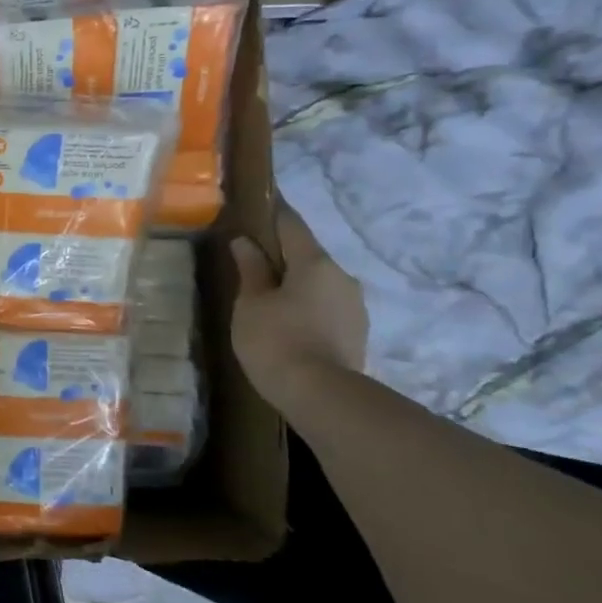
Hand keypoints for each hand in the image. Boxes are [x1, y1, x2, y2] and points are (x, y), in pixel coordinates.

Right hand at [230, 198, 367, 406]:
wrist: (321, 396)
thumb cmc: (276, 340)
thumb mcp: (251, 304)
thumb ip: (250, 270)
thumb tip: (245, 242)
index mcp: (315, 262)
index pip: (291, 224)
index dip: (272, 214)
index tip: (257, 207)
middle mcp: (342, 276)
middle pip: (307, 256)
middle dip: (281, 257)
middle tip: (251, 264)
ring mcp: (354, 306)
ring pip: (318, 283)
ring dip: (295, 285)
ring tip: (267, 299)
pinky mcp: (356, 332)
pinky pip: (325, 307)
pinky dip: (306, 307)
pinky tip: (287, 323)